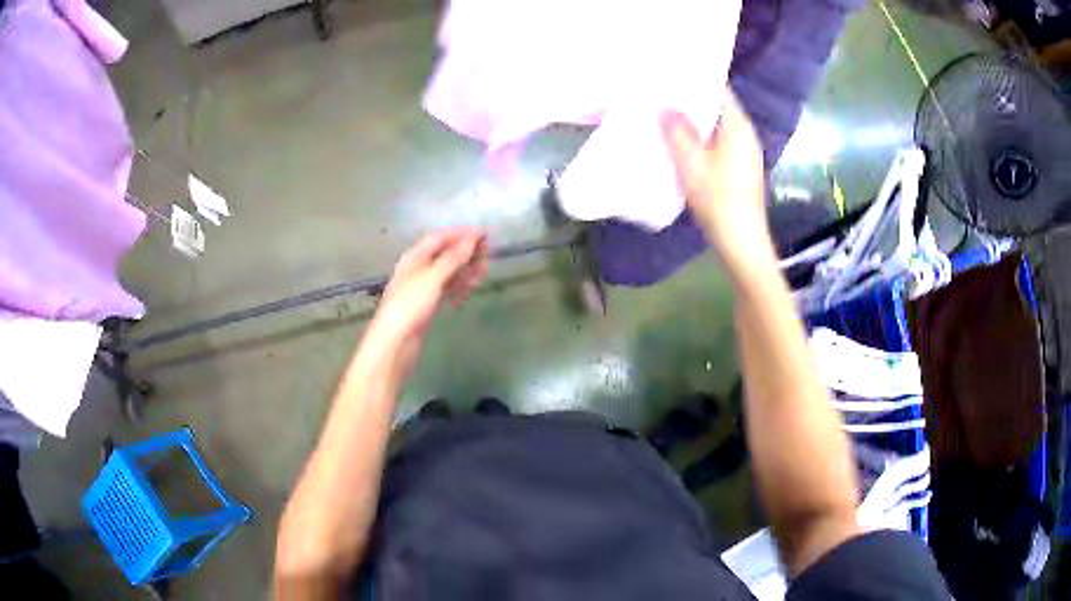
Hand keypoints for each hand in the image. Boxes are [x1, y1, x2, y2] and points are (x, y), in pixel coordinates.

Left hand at [363, 228, 488, 374]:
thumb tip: (472, 239)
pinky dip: (458, 288)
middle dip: (465, 252)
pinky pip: (445, 290)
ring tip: (483, 274)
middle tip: (488, 255)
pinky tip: (467, 293)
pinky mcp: (426, 305)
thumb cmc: (410, 307)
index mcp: (414, 258)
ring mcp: (422, 288)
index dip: (461, 234)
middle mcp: (417, 269)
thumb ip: (453, 259)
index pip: (439, 238)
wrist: (395, 343)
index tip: (485, 235)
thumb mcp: (432, 279)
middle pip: (444, 254)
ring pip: (447, 273)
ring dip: (465, 270)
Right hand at [662, 90, 774, 279]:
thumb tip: (666, 107)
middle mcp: (746, 134)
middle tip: (661, 94)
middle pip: (718, 107)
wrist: (742, 242)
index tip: (670, 74)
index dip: (695, 79)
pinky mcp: (741, 169)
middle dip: (691, 100)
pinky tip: (683, 145)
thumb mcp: (691, 163)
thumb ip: (677, 132)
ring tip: (667, 116)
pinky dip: (702, 138)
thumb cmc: (718, 199)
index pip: (719, 89)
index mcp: (738, 126)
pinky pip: (720, 142)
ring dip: (696, 121)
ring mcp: (746, 152)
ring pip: (718, 126)